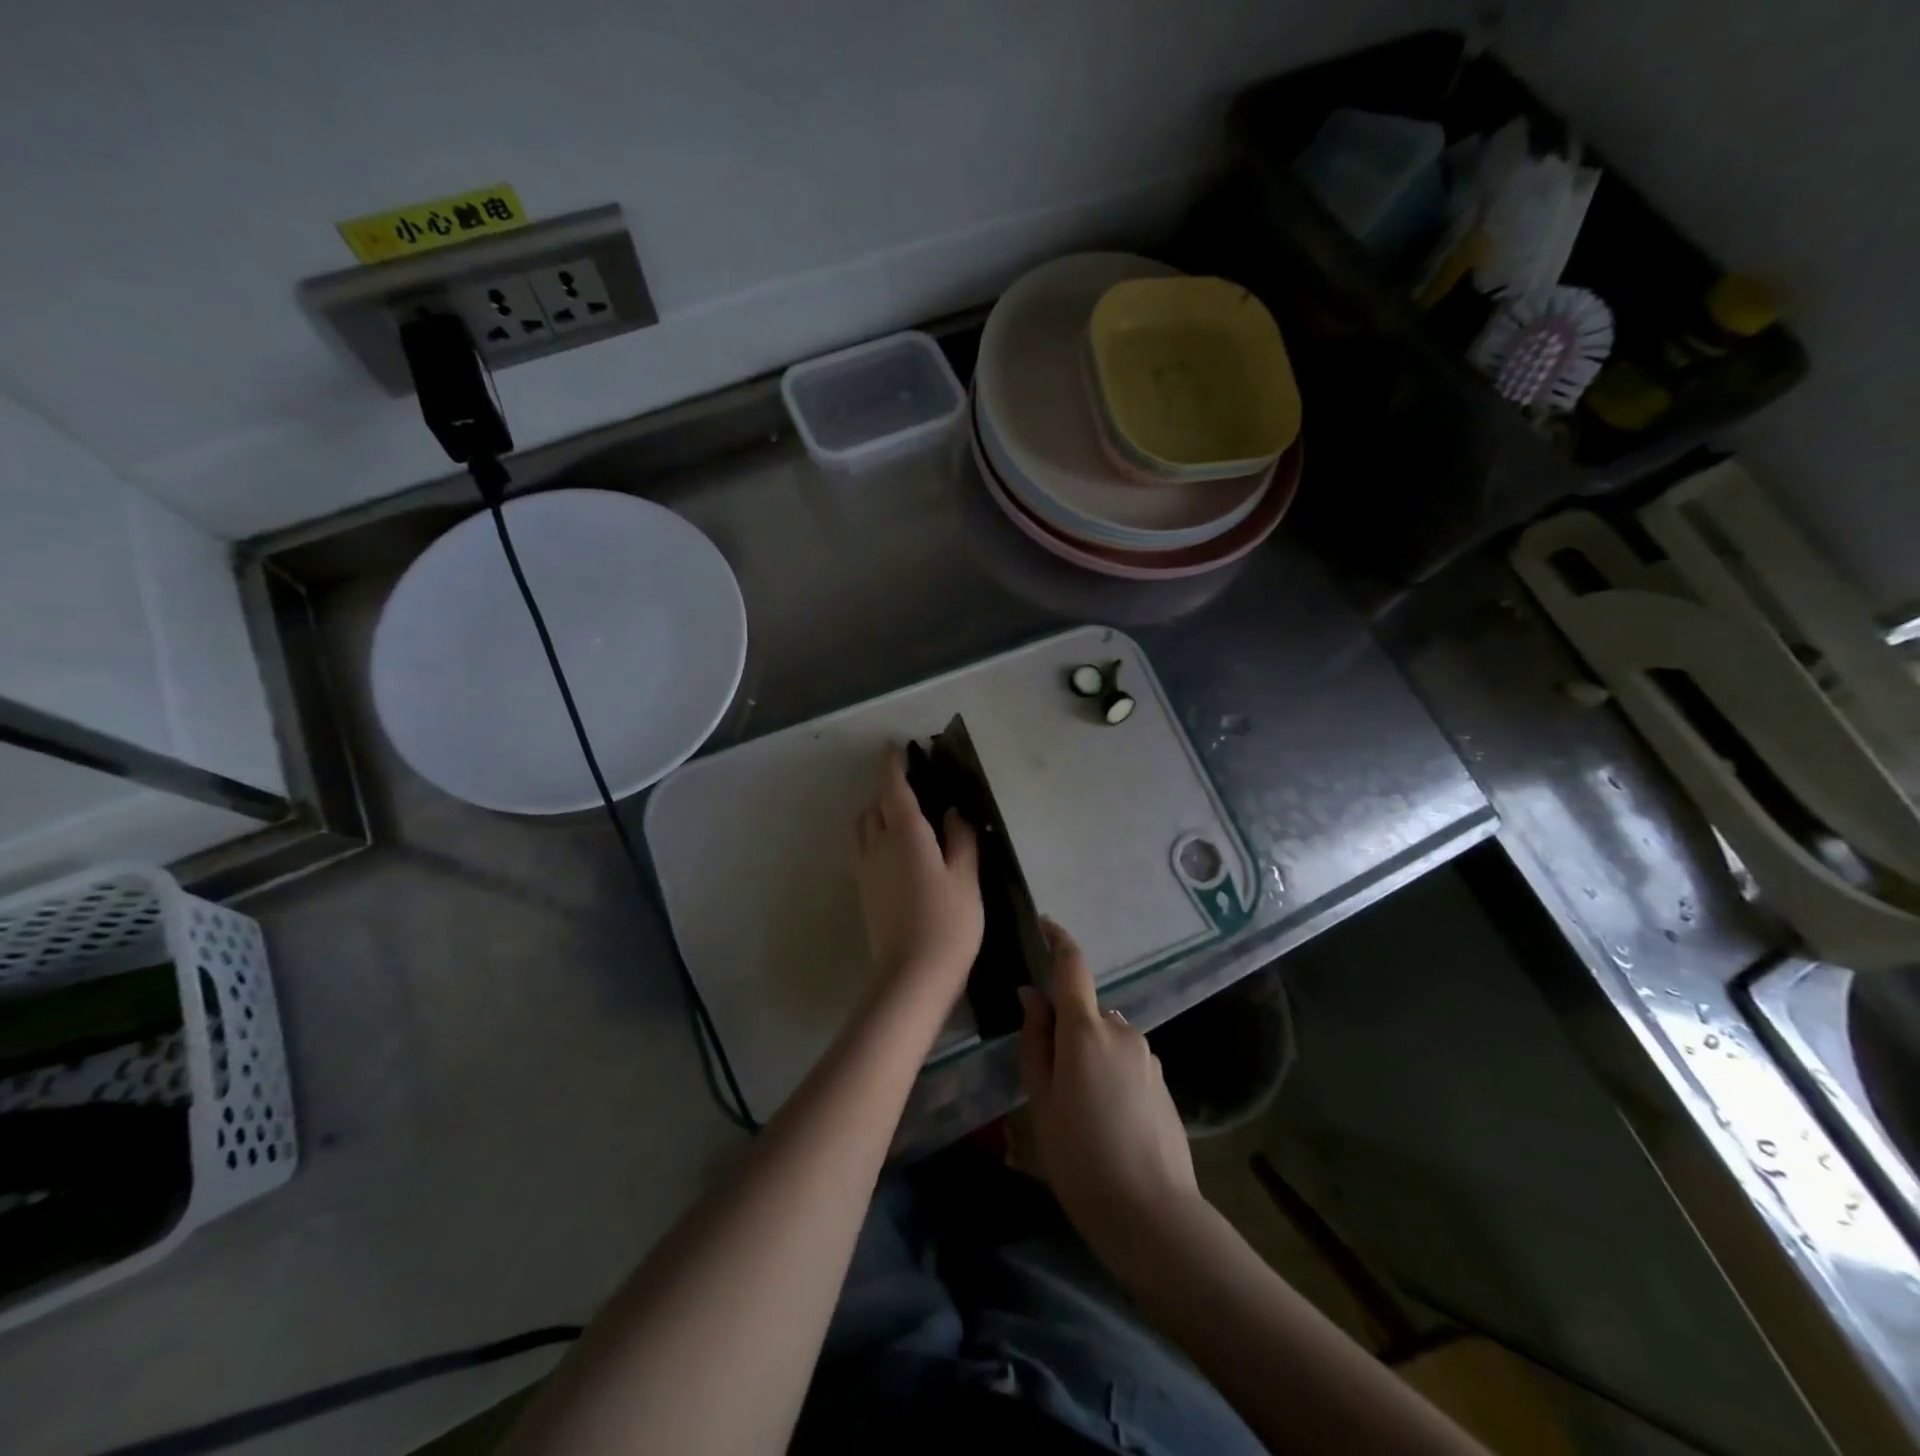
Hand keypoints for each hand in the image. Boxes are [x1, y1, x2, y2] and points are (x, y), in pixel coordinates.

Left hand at [852, 745, 982, 995]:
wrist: (912, 975)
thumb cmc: (949, 922)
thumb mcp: (966, 877)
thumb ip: (960, 839)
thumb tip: (951, 813)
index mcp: (905, 834)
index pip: (892, 788)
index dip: (892, 765)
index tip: (894, 747)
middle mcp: (878, 845)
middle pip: (873, 804)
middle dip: (886, 787)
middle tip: (909, 783)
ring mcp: (866, 869)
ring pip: (863, 827)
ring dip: (876, 811)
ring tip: (900, 814)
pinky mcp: (864, 891)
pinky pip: (863, 848)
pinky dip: (874, 835)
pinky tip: (895, 849)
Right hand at [1018, 920, 1199, 1258]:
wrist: (1152, 1214)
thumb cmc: (1080, 1157)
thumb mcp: (1042, 1099)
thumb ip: (1035, 1040)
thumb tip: (1031, 995)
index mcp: (1086, 1029)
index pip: (1072, 966)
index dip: (1058, 939)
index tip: (1045, 923)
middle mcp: (1122, 1029)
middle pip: (1086, 1011)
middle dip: (1066, 1028)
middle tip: (1049, 1079)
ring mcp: (1147, 1054)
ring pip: (1106, 1038)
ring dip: (1089, 1054)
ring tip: (1078, 1110)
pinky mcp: (1162, 1080)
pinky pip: (1126, 1060)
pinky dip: (1110, 1072)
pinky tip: (1106, 1120)